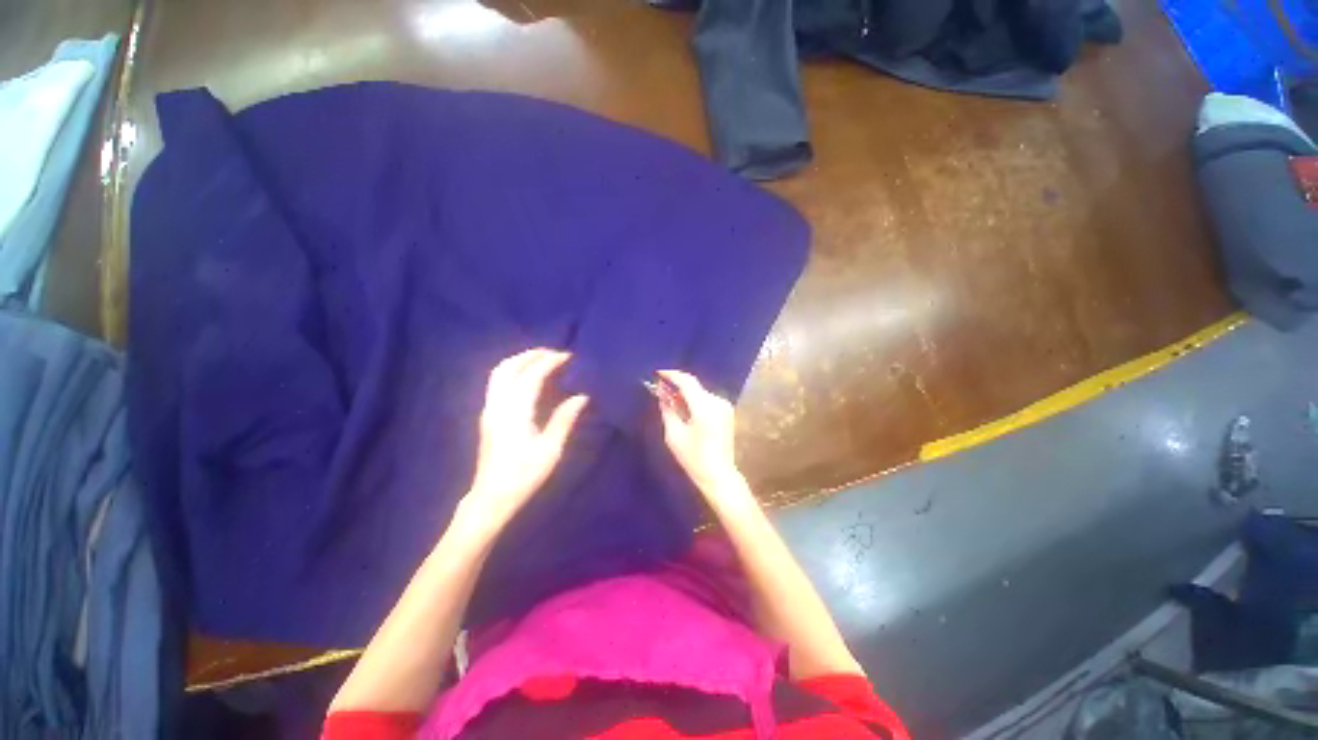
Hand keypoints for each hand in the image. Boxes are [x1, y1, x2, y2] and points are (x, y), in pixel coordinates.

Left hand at [463, 348, 588, 529]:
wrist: (491, 498)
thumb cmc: (524, 476)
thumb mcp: (551, 450)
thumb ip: (565, 419)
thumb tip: (582, 396)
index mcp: (514, 411)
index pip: (532, 375)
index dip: (550, 362)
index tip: (568, 356)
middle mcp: (497, 405)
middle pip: (508, 367)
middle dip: (531, 355)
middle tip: (554, 353)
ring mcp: (489, 409)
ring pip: (499, 373)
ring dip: (520, 361)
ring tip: (542, 360)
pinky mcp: (488, 416)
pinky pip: (498, 383)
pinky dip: (514, 371)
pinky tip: (528, 378)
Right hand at [655, 370, 747, 502]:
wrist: (719, 475)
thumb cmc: (694, 458)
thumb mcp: (674, 435)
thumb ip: (667, 410)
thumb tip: (662, 394)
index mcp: (704, 407)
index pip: (687, 381)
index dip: (671, 375)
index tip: (658, 373)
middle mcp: (717, 402)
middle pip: (694, 386)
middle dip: (677, 385)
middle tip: (660, 389)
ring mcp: (725, 406)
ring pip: (700, 392)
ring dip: (685, 393)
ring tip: (670, 401)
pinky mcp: (727, 412)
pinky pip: (707, 399)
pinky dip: (694, 400)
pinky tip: (685, 410)